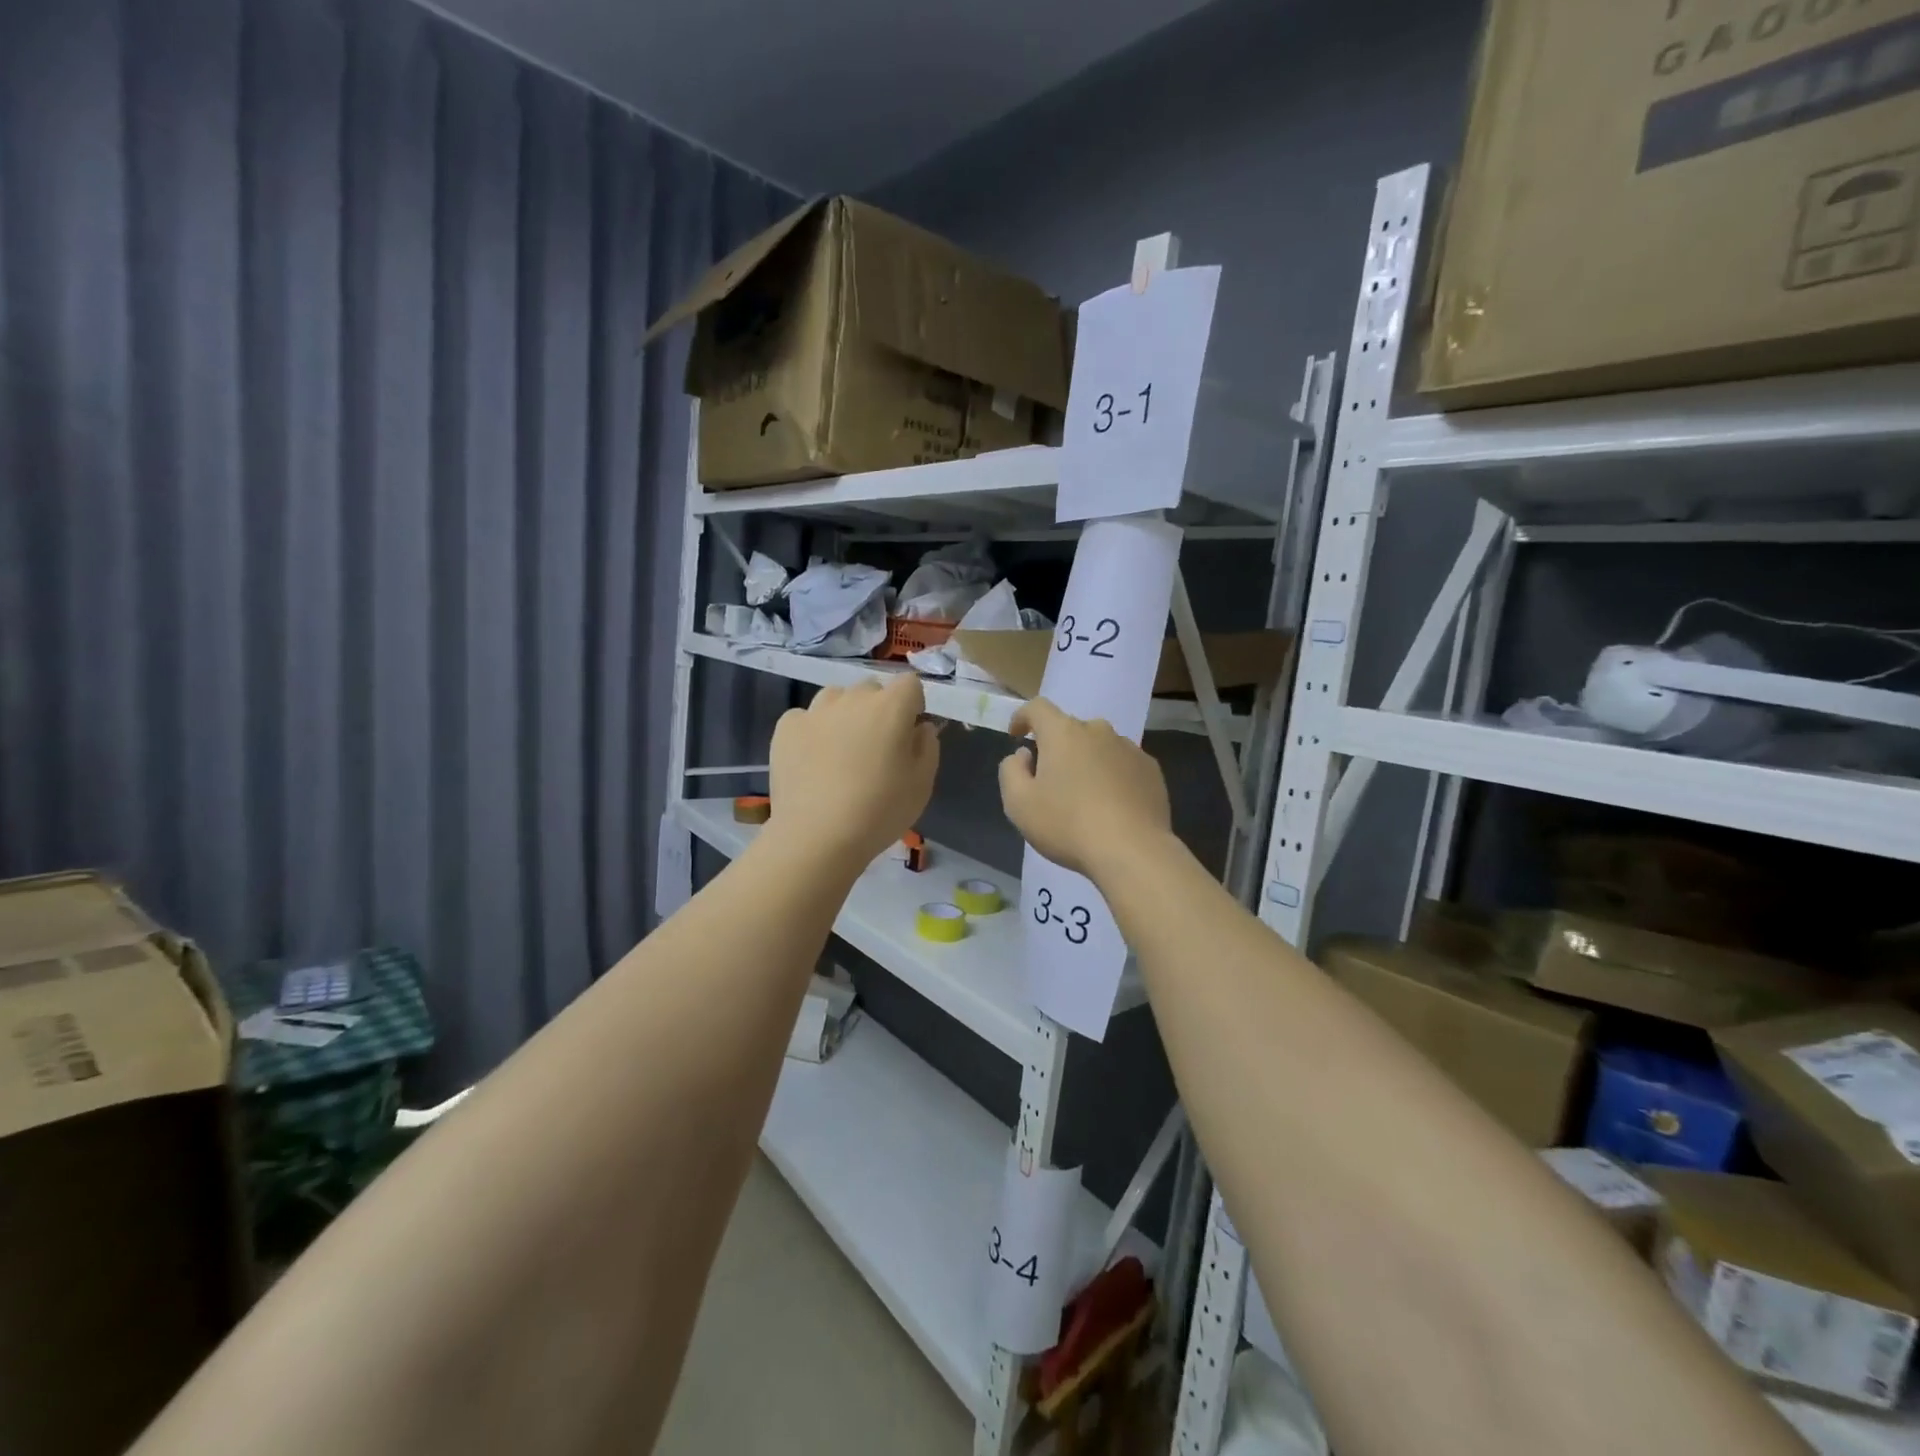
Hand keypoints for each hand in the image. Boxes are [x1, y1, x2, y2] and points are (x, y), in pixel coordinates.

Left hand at [767, 675, 939, 869]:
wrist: (816, 837)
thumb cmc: (879, 812)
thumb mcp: (922, 785)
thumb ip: (927, 747)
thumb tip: (920, 728)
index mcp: (891, 707)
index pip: (909, 683)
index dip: (912, 705)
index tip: (909, 733)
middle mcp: (852, 699)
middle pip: (871, 690)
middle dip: (878, 710)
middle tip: (876, 747)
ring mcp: (815, 711)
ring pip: (836, 698)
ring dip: (844, 714)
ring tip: (841, 750)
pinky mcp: (786, 728)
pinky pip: (805, 717)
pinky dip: (812, 731)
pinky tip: (812, 760)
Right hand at [999, 698, 1171, 879]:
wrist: (1132, 851)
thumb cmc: (1067, 825)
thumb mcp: (1018, 803)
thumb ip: (1011, 771)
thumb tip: (1024, 755)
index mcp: (1063, 733)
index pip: (1038, 708)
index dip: (1023, 717)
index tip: (1017, 735)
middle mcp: (1098, 731)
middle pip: (1070, 729)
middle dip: (1056, 747)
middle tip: (1050, 780)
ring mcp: (1129, 749)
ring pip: (1099, 747)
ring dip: (1087, 762)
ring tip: (1083, 796)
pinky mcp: (1151, 770)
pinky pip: (1122, 764)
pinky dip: (1112, 776)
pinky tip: (1111, 805)